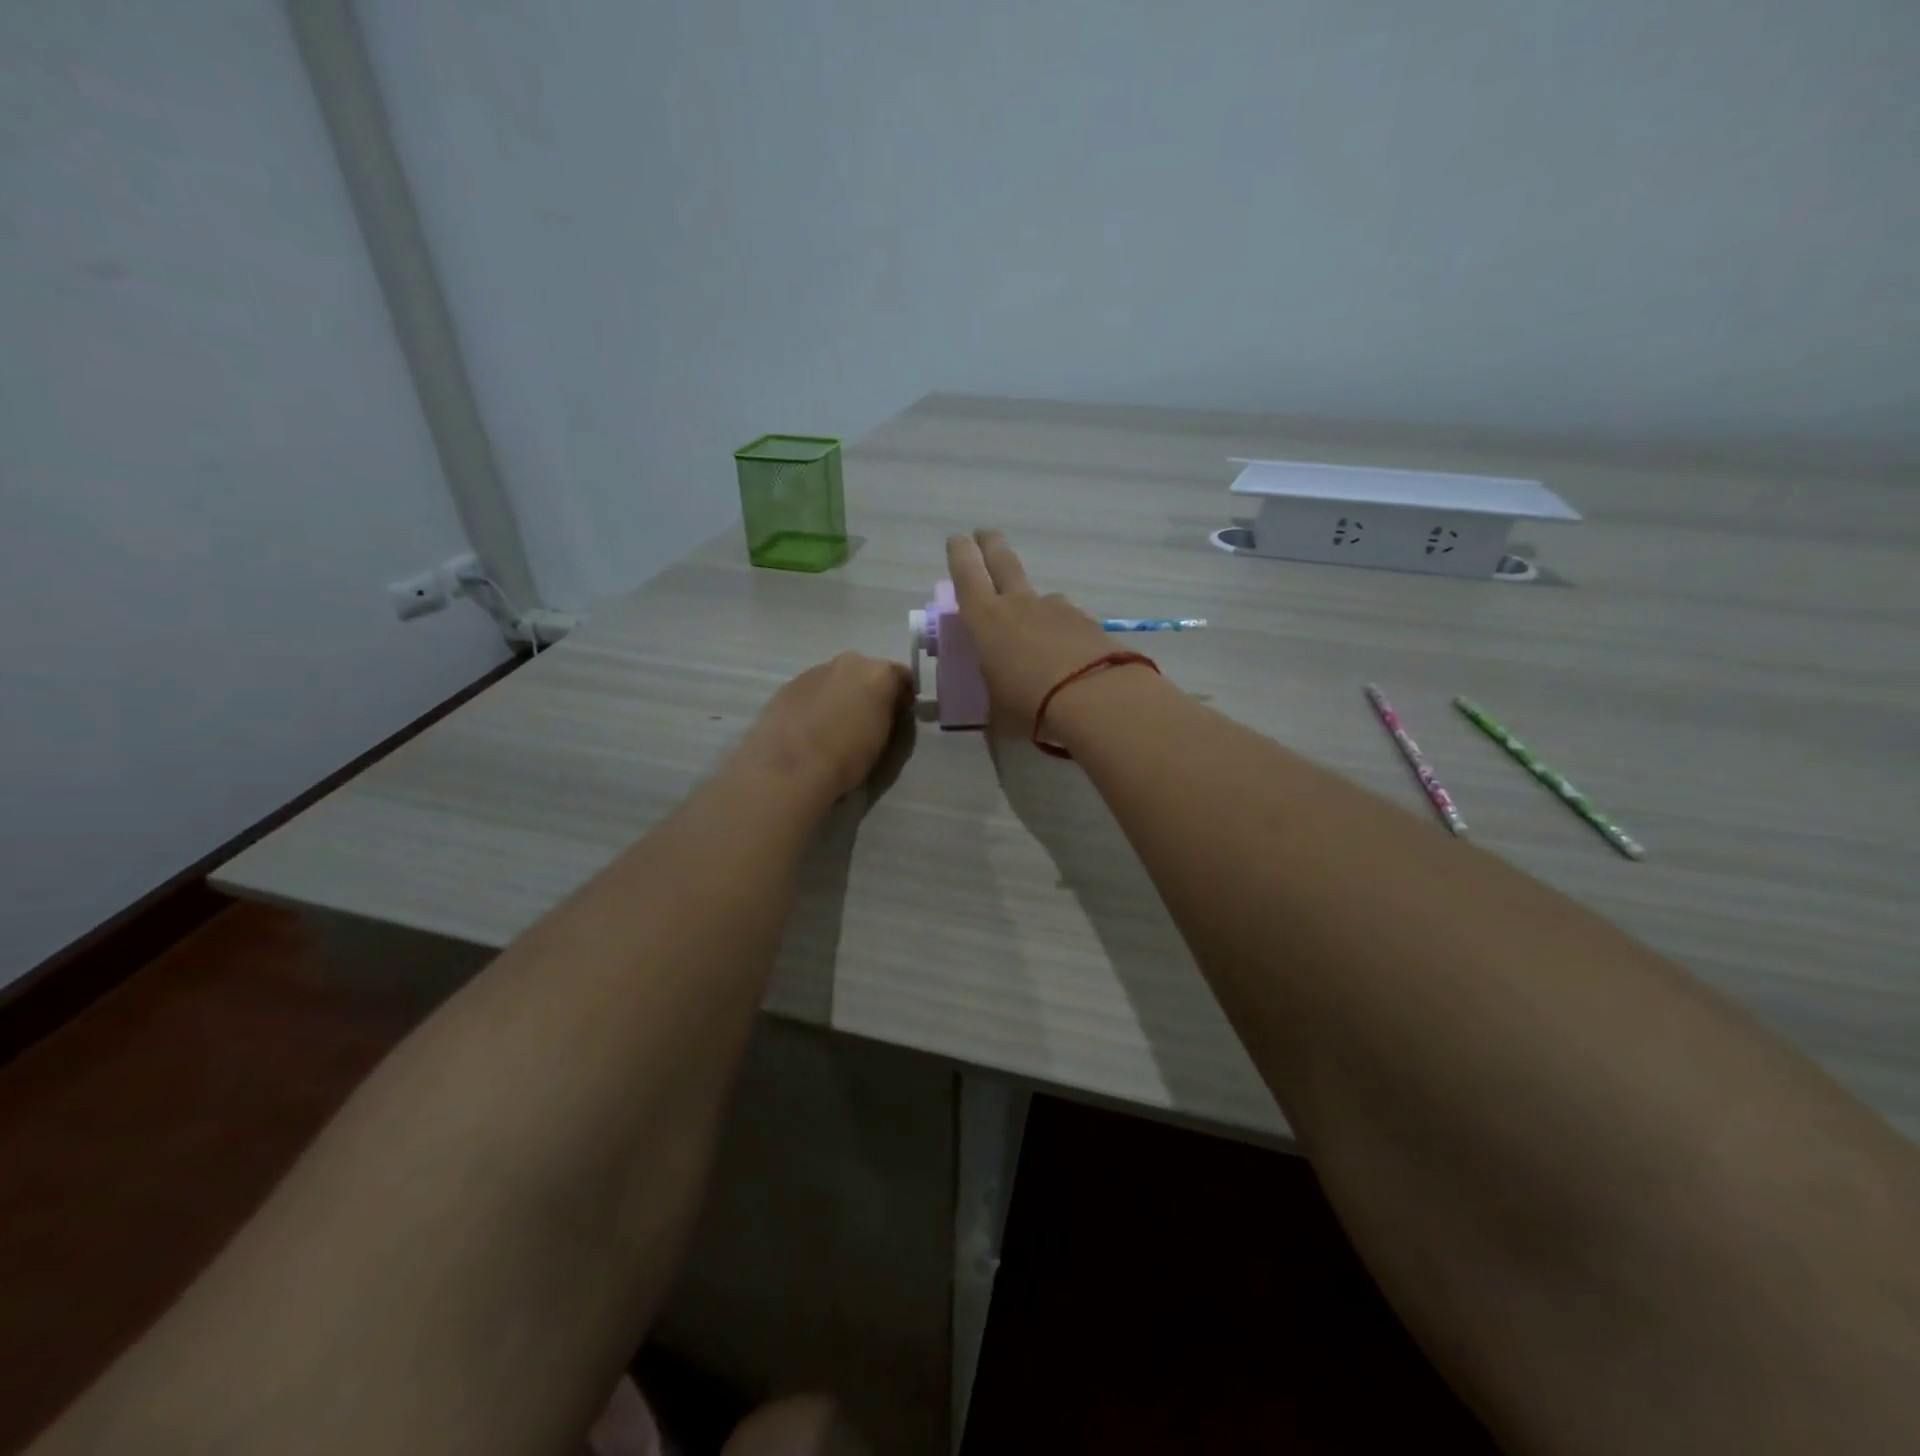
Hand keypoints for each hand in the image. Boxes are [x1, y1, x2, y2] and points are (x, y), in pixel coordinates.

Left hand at [737, 652, 912, 805]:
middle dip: (867, 691)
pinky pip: (810, 692)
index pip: (901, 676)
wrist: (790, 768)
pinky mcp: (786, 686)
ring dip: (838, 696)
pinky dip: (814, 704)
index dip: (903, 696)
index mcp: (877, 673)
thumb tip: (885, 708)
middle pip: (865, 673)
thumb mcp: (883, 738)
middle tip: (865, 720)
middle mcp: (847, 663)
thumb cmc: (847, 757)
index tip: (900, 715)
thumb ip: (887, 714)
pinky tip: (808, 730)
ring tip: (832, 728)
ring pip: (834, 680)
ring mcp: (813, 671)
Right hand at [946, 529, 1142, 739]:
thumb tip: (1000, 707)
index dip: (959, 554)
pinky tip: (1070, 658)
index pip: (966, 575)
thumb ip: (996, 701)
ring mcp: (1058, 609)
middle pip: (1003, 562)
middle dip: (991, 544)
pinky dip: (1064, 634)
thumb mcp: (999, 713)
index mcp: (986, 621)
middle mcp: (1021, 605)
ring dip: (1035, 610)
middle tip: (986, 534)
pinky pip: (1069, 622)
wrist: (1096, 700)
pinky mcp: (1089, 622)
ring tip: (1039, 641)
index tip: (957, 539)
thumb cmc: (1030, 707)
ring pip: (1041, 598)